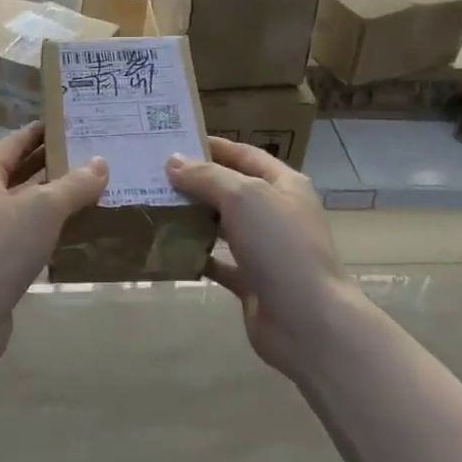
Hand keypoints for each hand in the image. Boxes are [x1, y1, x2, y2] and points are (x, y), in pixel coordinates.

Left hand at [0, 123, 107, 359]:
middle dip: (53, 165)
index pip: (14, 144)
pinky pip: (27, 237)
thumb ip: (74, 184)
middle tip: (92, 156)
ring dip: (54, 200)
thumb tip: (101, 163)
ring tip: (93, 190)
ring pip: (25, 208)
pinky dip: (50, 231)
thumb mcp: (43, 208)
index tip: (70, 123)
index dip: (40, 132)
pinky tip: (77, 233)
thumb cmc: (0, 247)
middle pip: (20, 174)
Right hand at [166, 137, 359, 379]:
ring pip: (222, 226)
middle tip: (153, 175)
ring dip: (192, 218)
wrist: (307, 321)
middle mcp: (276, 213)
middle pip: (231, 189)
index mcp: (284, 185)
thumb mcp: (244, 197)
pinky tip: (168, 249)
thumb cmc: (280, 246)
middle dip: (196, 182)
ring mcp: (265, 250)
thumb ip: (207, 176)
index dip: (212, 146)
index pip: (245, 155)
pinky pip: (218, 262)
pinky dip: (195, 256)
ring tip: (154, 207)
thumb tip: (173, 162)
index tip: (173, 141)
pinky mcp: (252, 281)